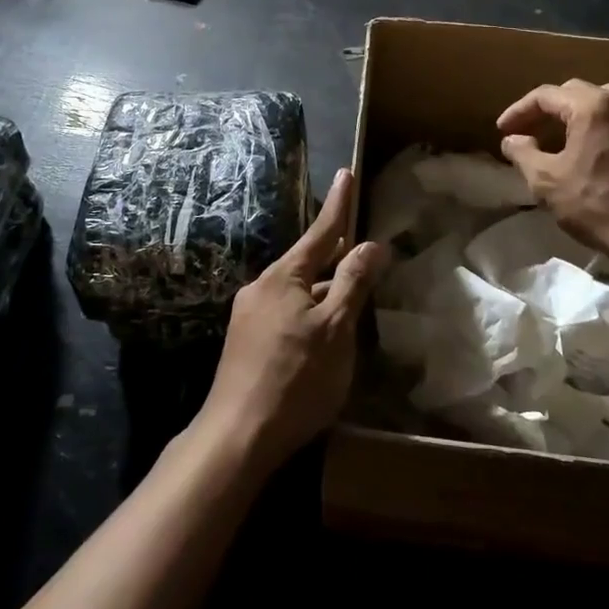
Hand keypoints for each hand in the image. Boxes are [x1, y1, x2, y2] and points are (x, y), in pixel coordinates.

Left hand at [195, 169, 388, 472]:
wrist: (237, 436)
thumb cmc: (296, 379)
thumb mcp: (336, 330)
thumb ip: (353, 283)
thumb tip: (371, 244)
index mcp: (284, 276)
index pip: (320, 231)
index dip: (338, 203)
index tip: (346, 172)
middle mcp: (262, 286)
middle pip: (307, 261)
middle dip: (333, 253)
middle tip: (358, 245)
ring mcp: (249, 314)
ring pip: (296, 290)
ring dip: (322, 288)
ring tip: (348, 296)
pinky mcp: (245, 342)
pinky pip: (285, 311)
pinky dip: (308, 311)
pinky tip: (320, 334)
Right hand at [497, 78, 608, 254]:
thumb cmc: (595, 206)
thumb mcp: (545, 181)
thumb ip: (523, 153)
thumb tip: (512, 139)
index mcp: (590, 107)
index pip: (545, 96)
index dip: (519, 111)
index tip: (503, 130)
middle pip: (578, 90)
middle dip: (550, 108)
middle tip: (532, 131)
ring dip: (593, 104)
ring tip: (579, 125)